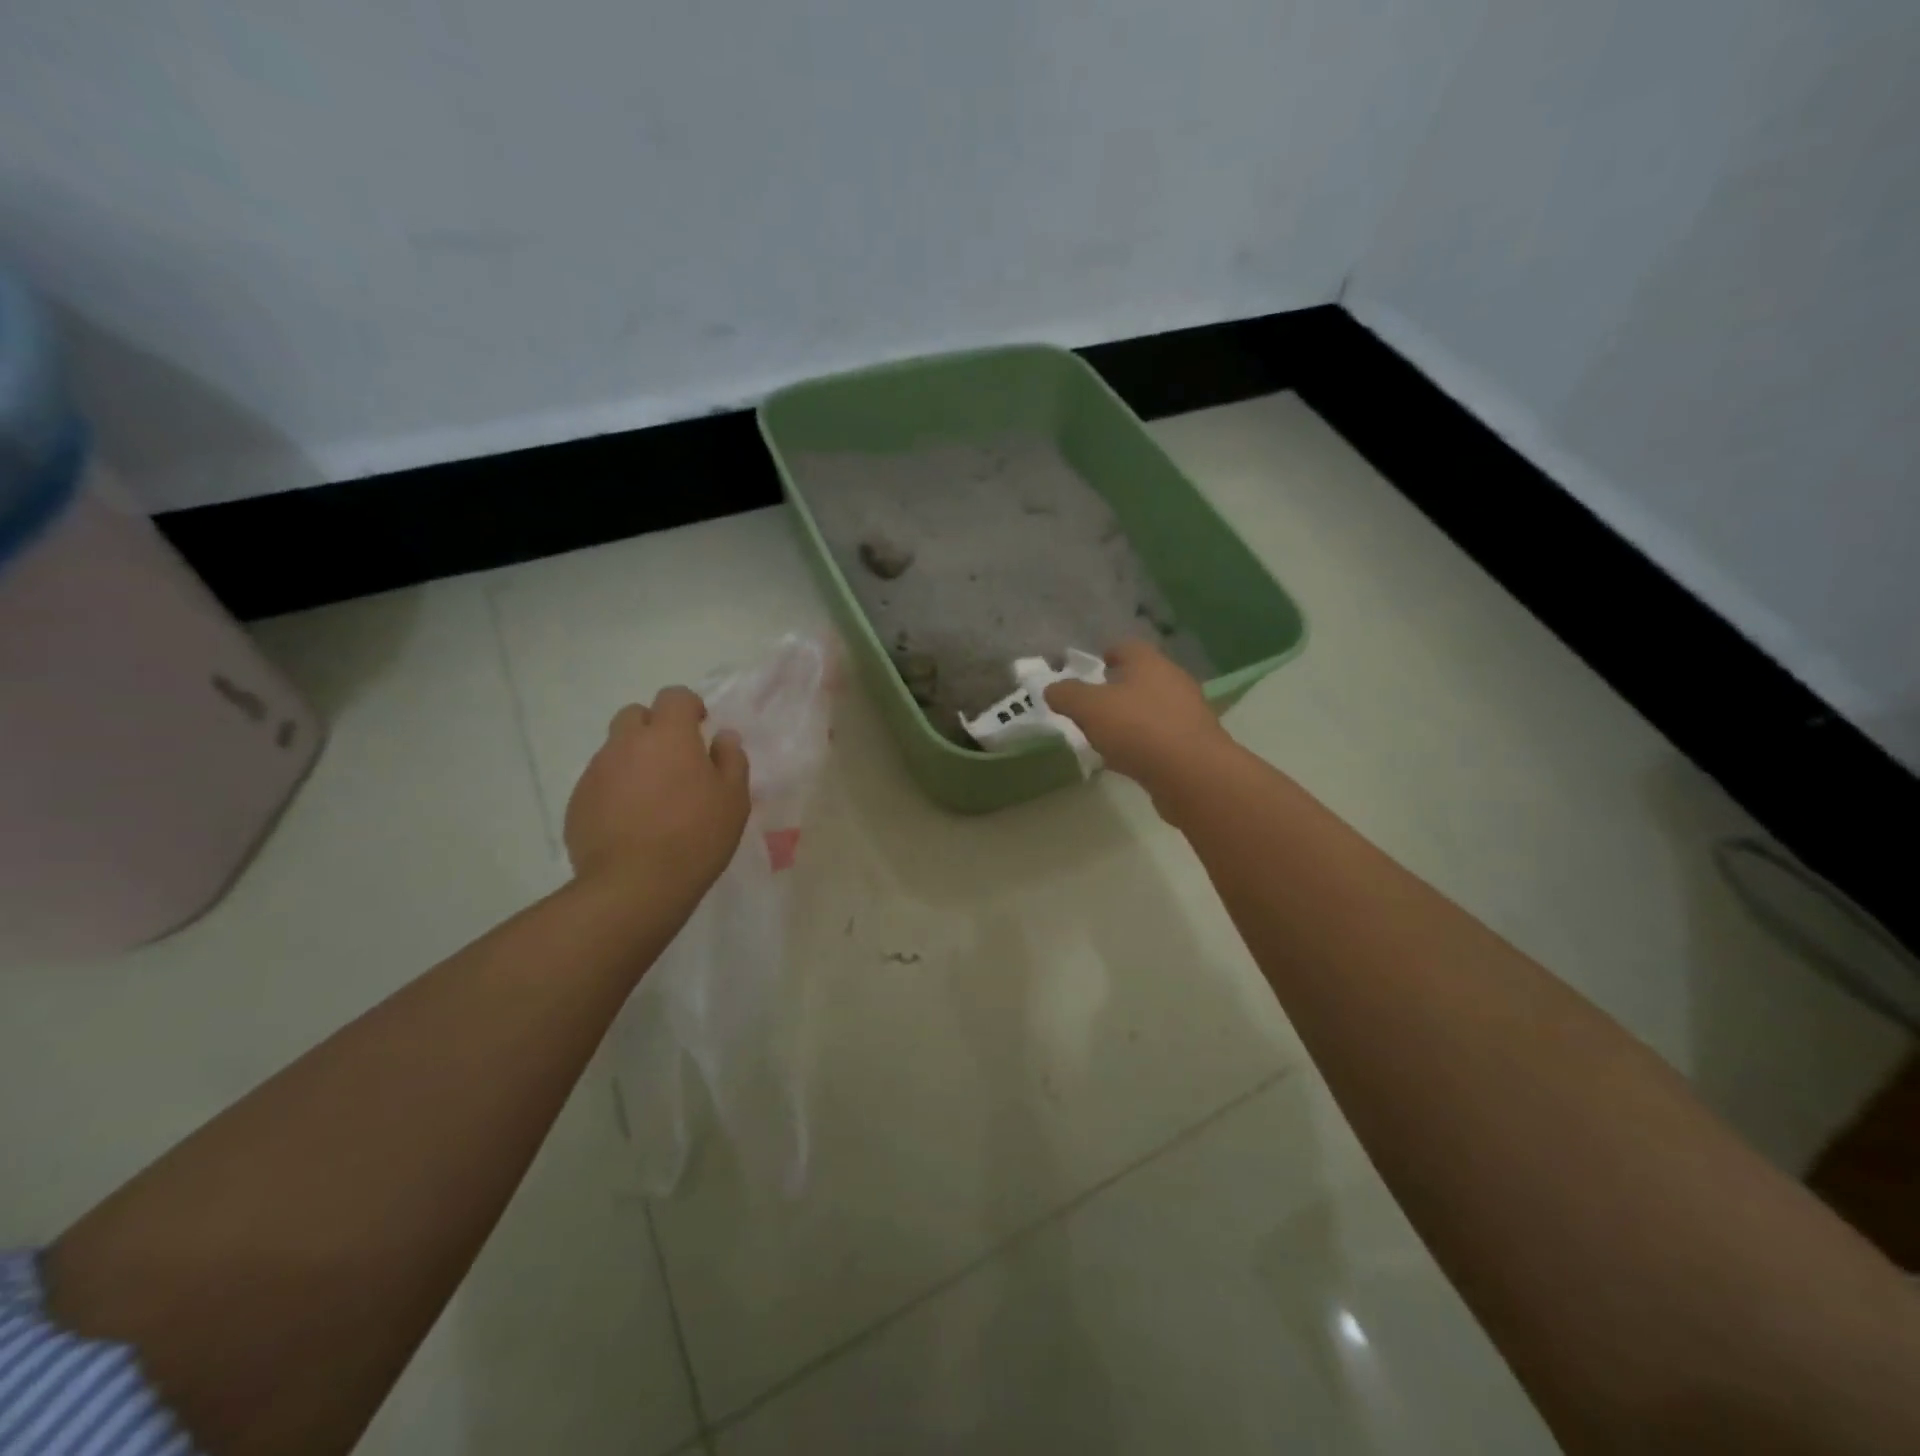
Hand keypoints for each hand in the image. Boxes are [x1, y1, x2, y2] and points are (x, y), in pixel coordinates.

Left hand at [564, 686, 750, 892]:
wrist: (634, 885)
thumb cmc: (696, 836)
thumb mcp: (733, 799)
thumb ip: (731, 759)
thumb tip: (723, 736)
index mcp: (669, 736)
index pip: (674, 696)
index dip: (689, 707)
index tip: (700, 730)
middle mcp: (626, 744)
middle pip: (635, 715)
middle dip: (655, 727)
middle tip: (674, 760)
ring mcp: (596, 772)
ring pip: (615, 750)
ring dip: (634, 760)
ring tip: (653, 798)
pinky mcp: (578, 802)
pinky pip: (600, 782)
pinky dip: (616, 790)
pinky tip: (632, 822)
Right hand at [1045, 640, 1236, 812]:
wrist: (1193, 774)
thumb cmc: (1138, 729)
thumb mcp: (1089, 708)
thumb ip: (1067, 695)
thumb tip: (1052, 688)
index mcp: (1149, 663)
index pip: (1127, 647)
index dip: (1108, 653)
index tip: (1094, 666)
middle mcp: (1173, 682)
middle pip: (1143, 677)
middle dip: (1120, 687)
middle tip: (1095, 702)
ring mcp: (1188, 713)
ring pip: (1153, 708)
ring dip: (1132, 716)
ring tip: (1108, 733)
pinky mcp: (1194, 744)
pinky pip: (1162, 736)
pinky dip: (1144, 742)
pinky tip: (1128, 758)